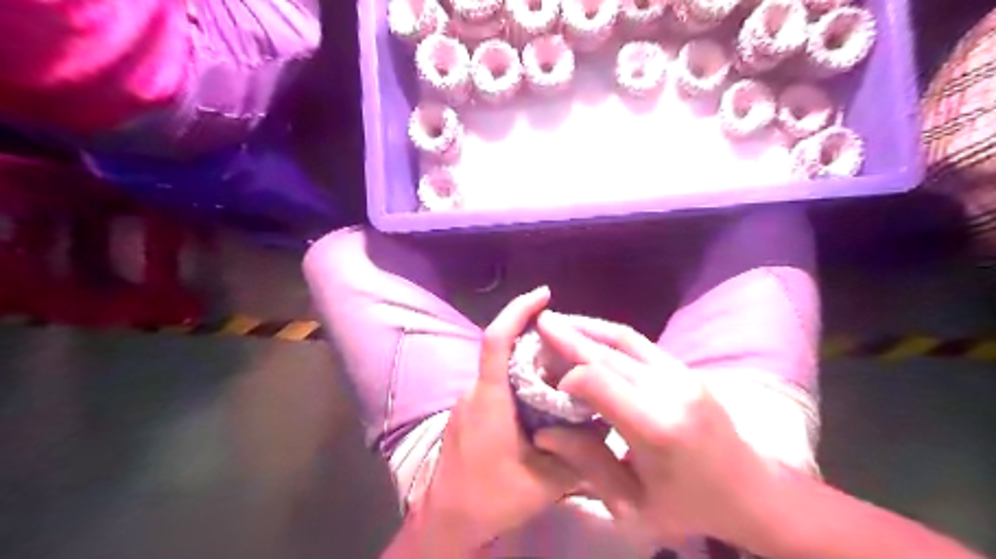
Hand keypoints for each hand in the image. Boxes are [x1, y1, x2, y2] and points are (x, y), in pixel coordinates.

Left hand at [417, 290, 576, 551]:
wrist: (447, 521)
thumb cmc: (491, 498)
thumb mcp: (545, 480)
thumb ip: (577, 452)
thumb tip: (602, 425)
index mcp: (489, 398)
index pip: (497, 339)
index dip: (517, 311)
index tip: (542, 294)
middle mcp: (475, 392)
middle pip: (503, 350)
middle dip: (534, 339)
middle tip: (570, 344)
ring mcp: (469, 403)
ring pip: (501, 370)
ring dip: (529, 364)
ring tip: (563, 372)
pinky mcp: (469, 415)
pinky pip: (496, 386)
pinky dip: (519, 382)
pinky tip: (541, 400)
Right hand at [533, 312, 781, 546]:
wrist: (752, 491)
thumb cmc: (689, 505)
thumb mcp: (634, 504)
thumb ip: (587, 464)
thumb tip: (543, 432)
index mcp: (656, 428)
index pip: (599, 382)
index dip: (568, 377)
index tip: (546, 381)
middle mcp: (669, 390)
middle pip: (608, 354)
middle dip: (569, 337)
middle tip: (540, 322)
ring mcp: (681, 374)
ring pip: (624, 339)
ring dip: (588, 328)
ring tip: (558, 322)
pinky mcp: (684, 368)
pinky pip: (639, 343)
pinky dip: (608, 335)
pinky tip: (589, 333)